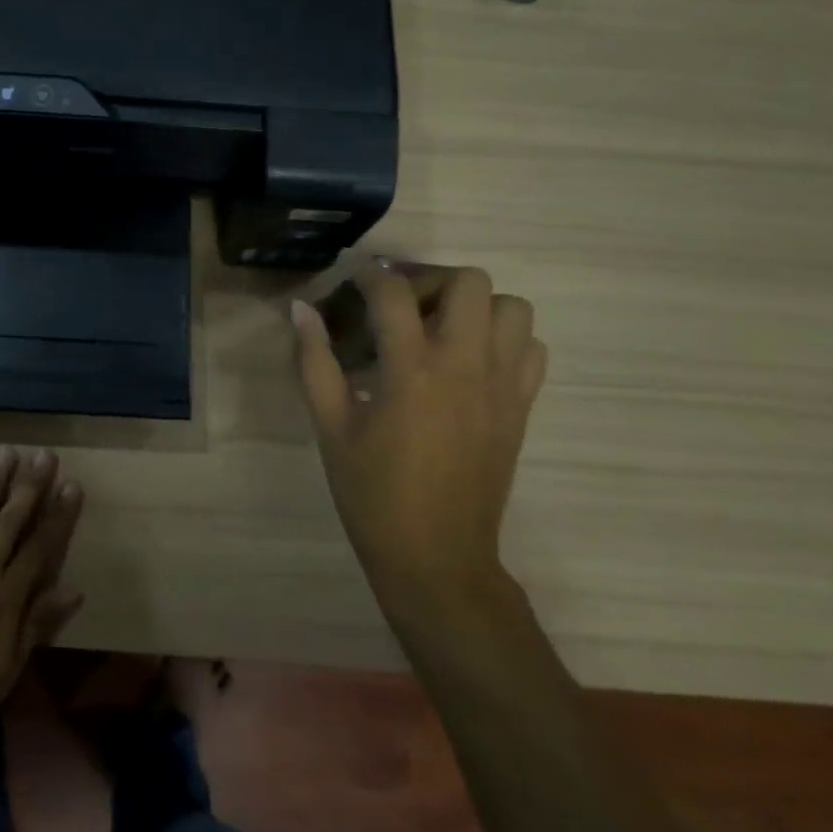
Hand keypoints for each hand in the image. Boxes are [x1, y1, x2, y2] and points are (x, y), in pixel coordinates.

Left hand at [0, 448, 84, 752]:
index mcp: (7, 598)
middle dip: (29, 487)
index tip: (72, 484)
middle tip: (43, 454)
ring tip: (6, 453)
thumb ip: (39, 623)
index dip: (58, 515)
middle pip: (10, 522)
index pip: (41, 547)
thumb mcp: (9, 667)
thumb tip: (75, 588)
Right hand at [291, 264, 545, 625]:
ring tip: (441, 329)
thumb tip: (300, 310)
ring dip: (475, 306)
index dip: (370, 276)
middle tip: (403, 306)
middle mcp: (465, 366)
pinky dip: (505, 339)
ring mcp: (502, 386)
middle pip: (470, 283)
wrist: (436, 555)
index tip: (355, 282)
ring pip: (513, 308)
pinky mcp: (521, 407)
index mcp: (411, 371)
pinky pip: (531, 348)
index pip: (395, 293)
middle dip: (432, 280)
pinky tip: (470, 361)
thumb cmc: (372, 492)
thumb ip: (315, 362)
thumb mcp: (330, 426)